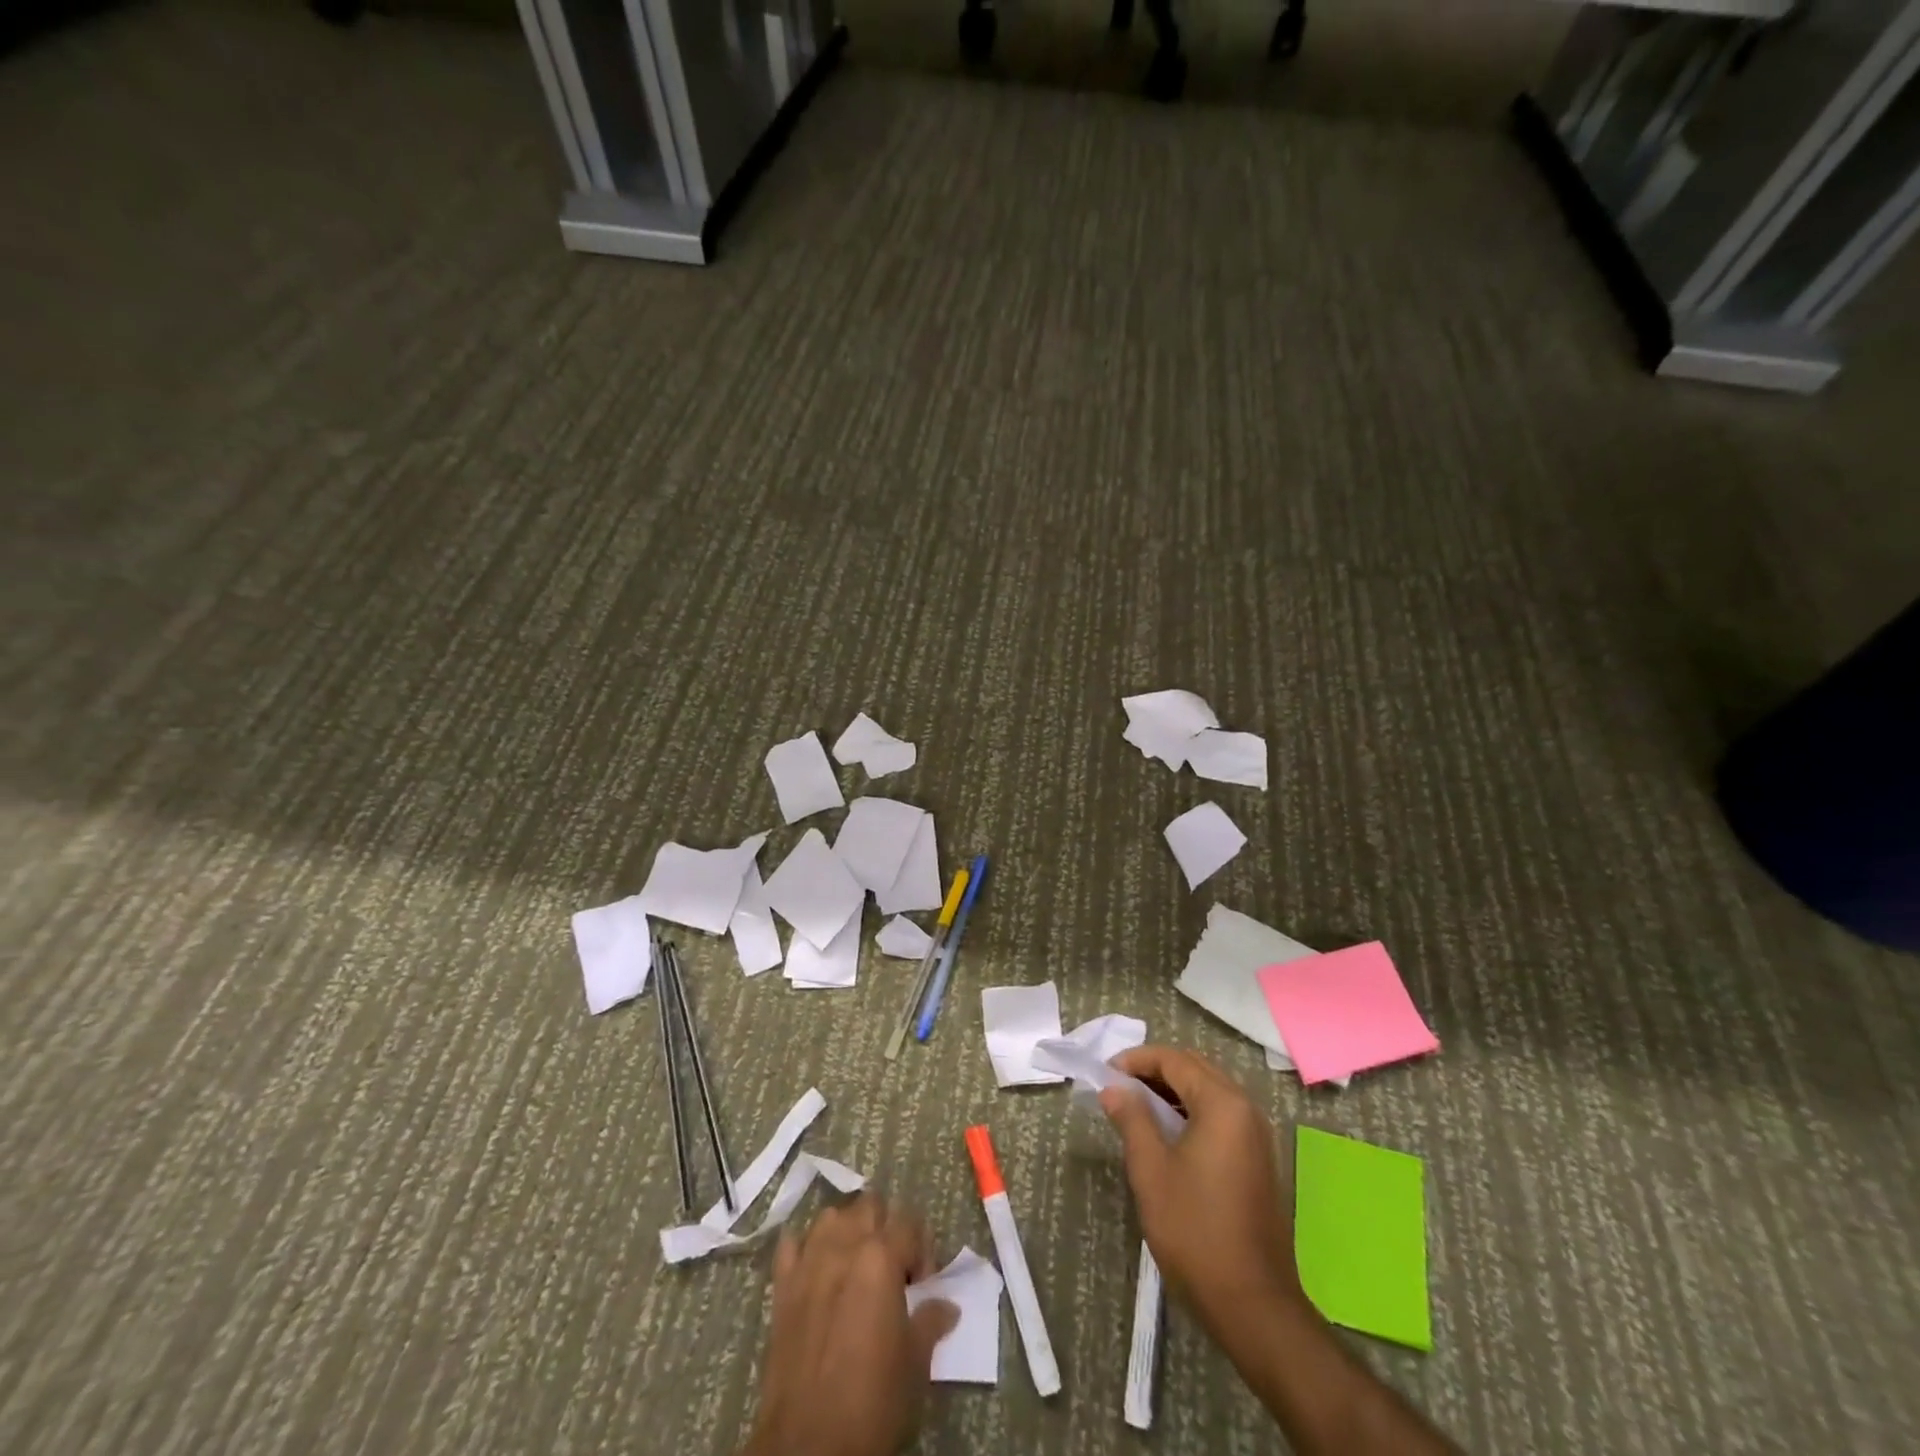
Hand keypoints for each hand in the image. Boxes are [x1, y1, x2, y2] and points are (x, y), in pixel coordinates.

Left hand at [742, 1194, 958, 1455]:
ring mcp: (808, 1262)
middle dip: (885, 1228)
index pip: (910, 1223)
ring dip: (847, 1230)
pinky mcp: (781, 1286)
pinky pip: (791, 1244)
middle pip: (869, 1205)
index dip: (922, 1250)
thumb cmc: (872, 1400)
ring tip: (855, 1266)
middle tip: (892, 1269)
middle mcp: (844, 1245)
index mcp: (881, 1257)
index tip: (923, 1286)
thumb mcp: (914, 1362)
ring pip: (831, 1216)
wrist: (809, 1445)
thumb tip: (946, 1305)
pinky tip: (815, 1269)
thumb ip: (930, 1320)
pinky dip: (805, 1247)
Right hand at [1100, 1045, 1302, 1343]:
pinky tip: (1166, 1134)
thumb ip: (1131, 1119)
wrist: (1253, 1305)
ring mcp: (1256, 1136)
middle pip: (1195, 1069)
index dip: (1136, 1060)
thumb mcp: (1151, 1170)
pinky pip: (1220, 1116)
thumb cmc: (1195, 1231)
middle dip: (1154, 1071)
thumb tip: (1114, 1089)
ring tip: (1135, 1107)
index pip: (1174, 1060)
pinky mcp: (1257, 1160)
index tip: (1105, 1074)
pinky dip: (1191, 1111)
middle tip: (1118, 1086)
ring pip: (1208, 1092)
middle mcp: (1246, 1109)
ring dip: (1172, 1091)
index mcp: (1223, 1104)